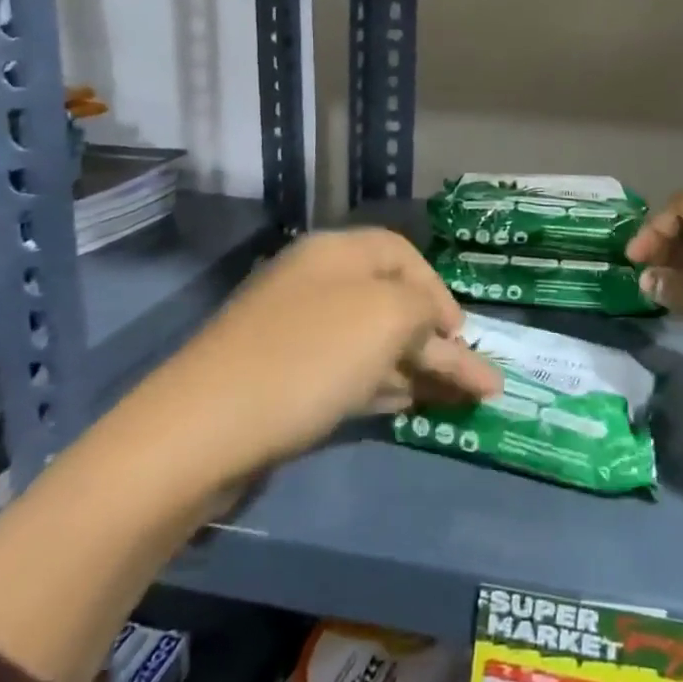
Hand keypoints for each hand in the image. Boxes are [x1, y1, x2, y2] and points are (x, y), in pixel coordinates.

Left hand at [156, 228, 501, 472]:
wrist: (204, 428)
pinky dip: (383, 386)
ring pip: (373, 343)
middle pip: (392, 303)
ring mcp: (296, 333)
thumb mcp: (386, 316)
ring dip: (419, 369)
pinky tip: (409, 405)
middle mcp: (317, 284)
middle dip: (440, 342)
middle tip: (479, 381)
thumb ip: (423, 309)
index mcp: (337, 253)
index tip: (462, 335)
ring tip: (461, 400)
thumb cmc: (309, 357)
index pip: (404, 254)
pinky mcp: (283, 379)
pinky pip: (348, 373)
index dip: (440, 291)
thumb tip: (433, 322)